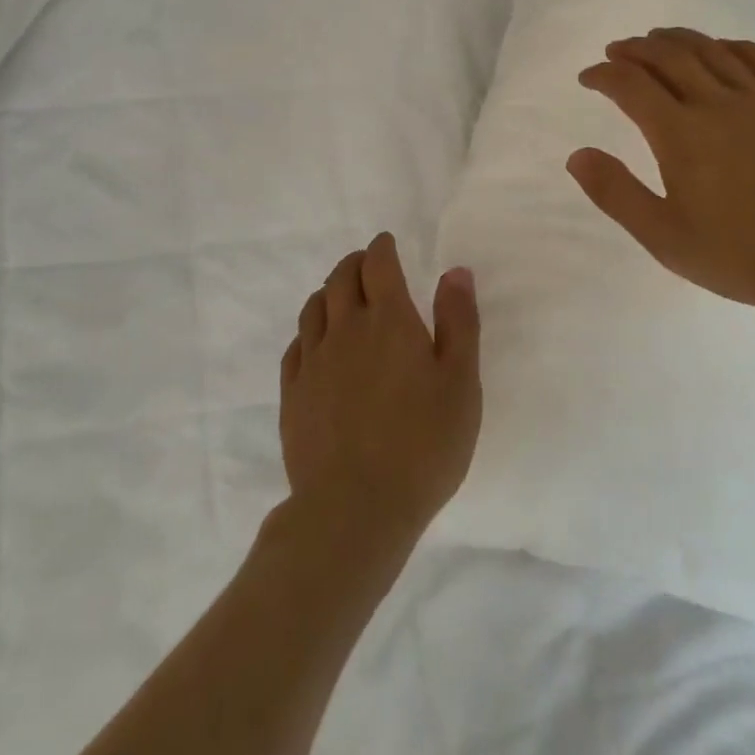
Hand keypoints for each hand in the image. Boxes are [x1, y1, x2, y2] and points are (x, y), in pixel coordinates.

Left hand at [280, 233, 481, 556]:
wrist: (354, 509)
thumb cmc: (423, 445)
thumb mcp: (461, 383)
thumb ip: (459, 321)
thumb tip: (454, 271)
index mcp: (389, 320)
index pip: (378, 264)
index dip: (382, 247)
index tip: (387, 244)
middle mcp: (346, 329)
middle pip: (342, 277)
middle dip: (356, 263)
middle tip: (368, 266)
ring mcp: (313, 361)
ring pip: (315, 307)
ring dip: (330, 292)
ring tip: (342, 298)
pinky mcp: (292, 393)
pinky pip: (296, 345)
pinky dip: (309, 331)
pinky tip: (317, 344)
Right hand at [567, 28, 754, 317]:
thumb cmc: (739, 253)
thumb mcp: (663, 235)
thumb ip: (616, 193)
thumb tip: (577, 156)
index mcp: (680, 133)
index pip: (632, 86)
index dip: (604, 74)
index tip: (589, 76)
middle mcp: (718, 104)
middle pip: (670, 58)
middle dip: (637, 49)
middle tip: (618, 50)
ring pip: (713, 52)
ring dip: (679, 39)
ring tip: (659, 38)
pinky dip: (735, 46)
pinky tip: (723, 47)